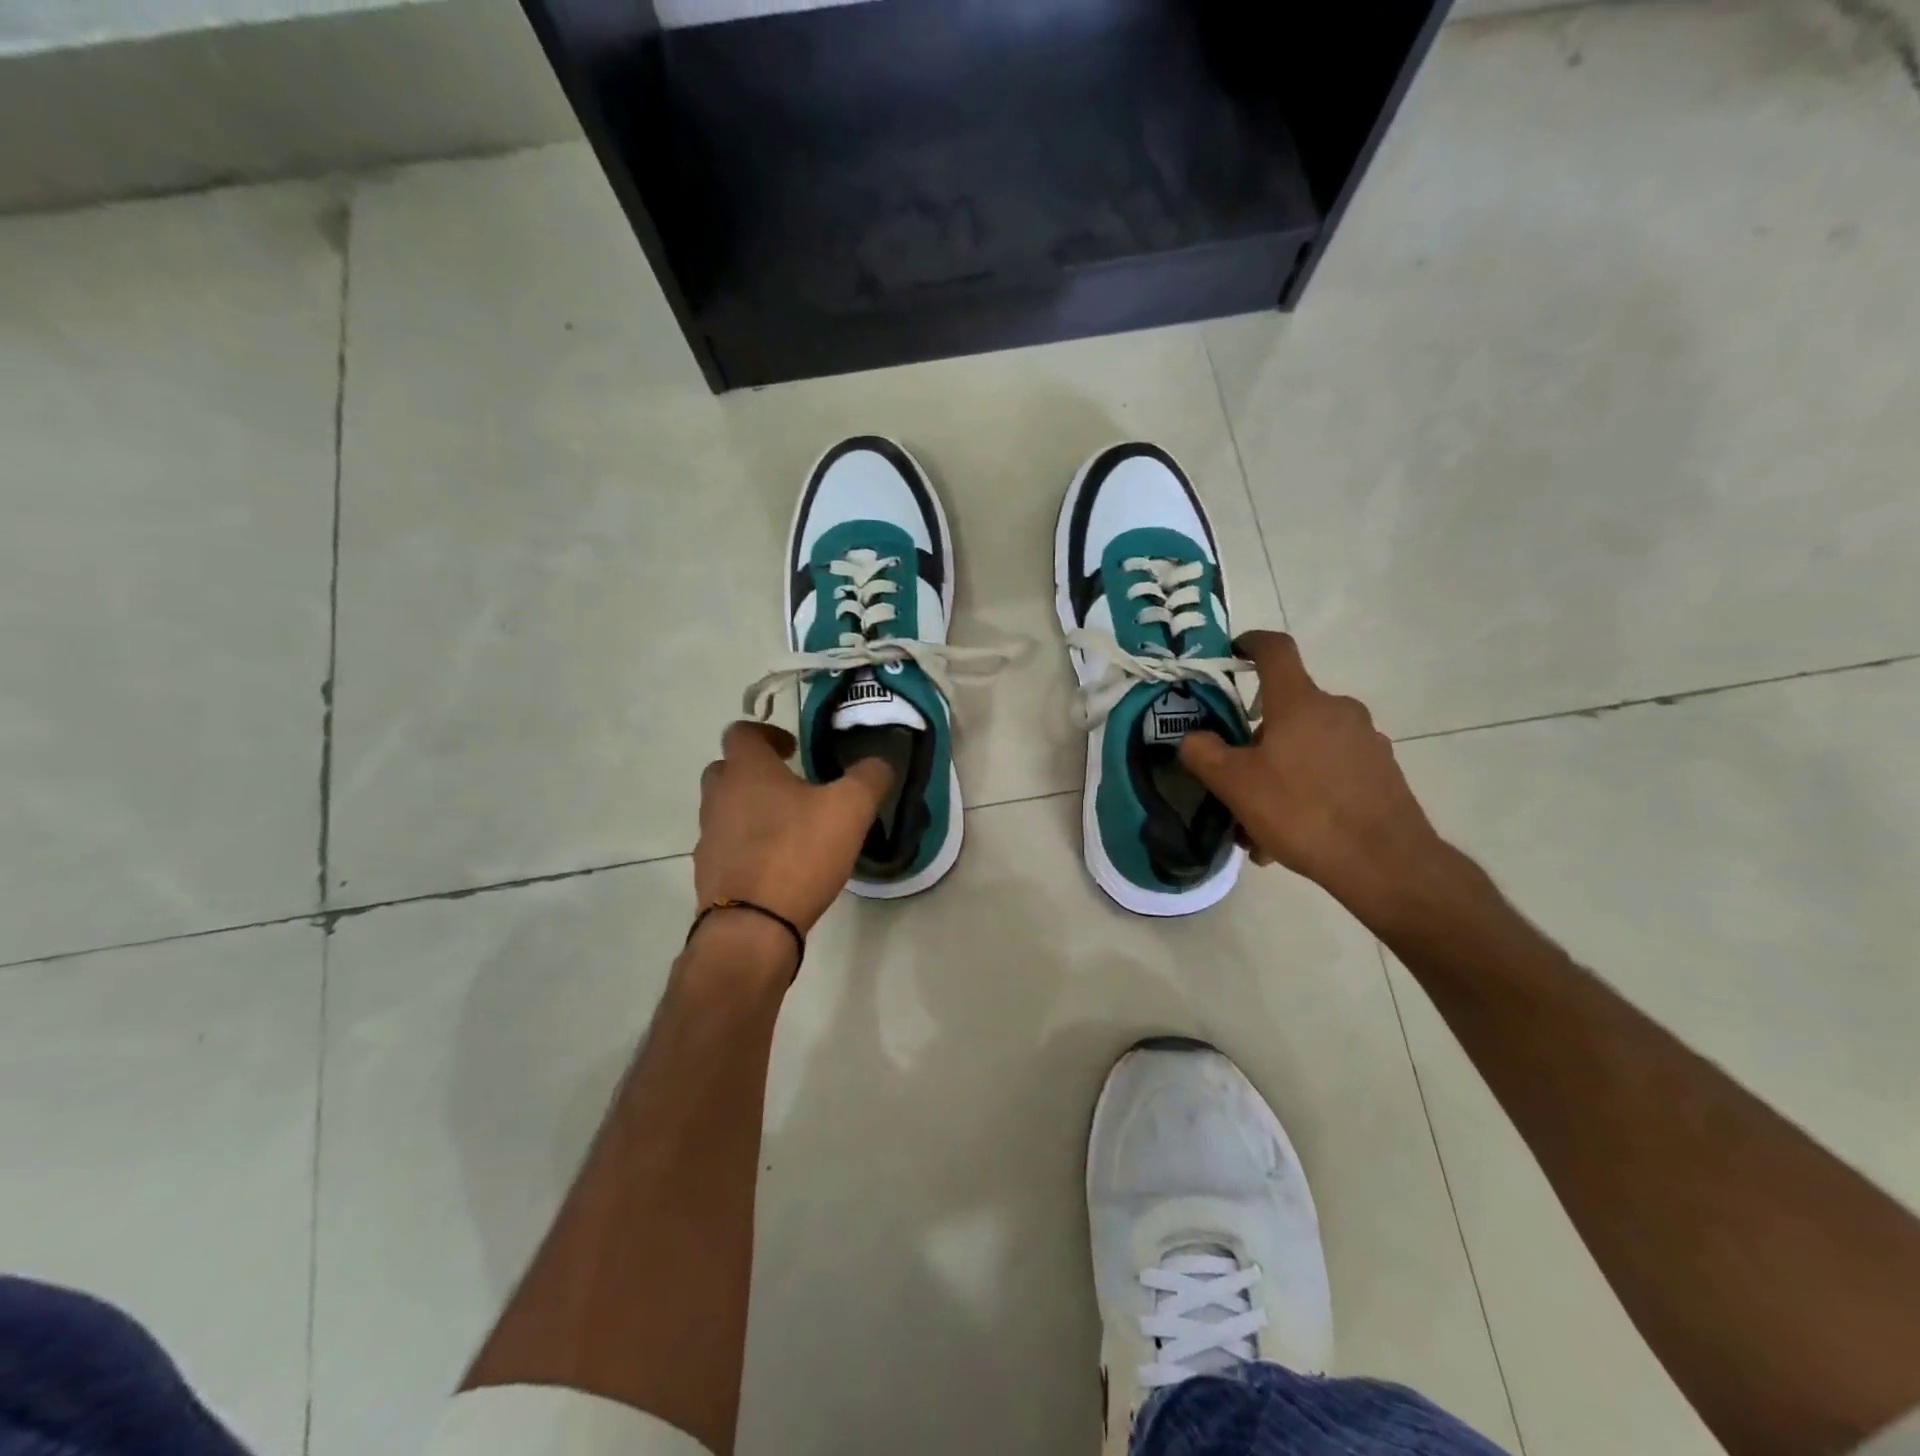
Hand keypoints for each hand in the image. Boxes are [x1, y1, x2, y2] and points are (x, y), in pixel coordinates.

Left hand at [694, 722, 891, 934]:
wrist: (752, 926)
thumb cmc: (798, 853)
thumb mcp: (850, 809)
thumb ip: (869, 777)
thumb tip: (879, 762)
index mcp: (747, 771)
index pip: (741, 732)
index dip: (767, 733)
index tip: (793, 748)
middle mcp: (719, 797)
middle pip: (727, 769)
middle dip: (757, 772)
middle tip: (792, 785)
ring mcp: (708, 837)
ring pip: (725, 809)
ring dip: (751, 809)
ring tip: (790, 827)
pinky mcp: (709, 873)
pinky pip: (727, 846)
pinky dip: (748, 846)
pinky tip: (778, 864)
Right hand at [1178, 631, 1446, 920]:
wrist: (1385, 863)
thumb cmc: (1302, 811)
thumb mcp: (1235, 785)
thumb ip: (1203, 753)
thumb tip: (1193, 738)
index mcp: (1300, 702)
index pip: (1275, 650)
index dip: (1250, 643)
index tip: (1233, 652)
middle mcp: (1337, 710)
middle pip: (1285, 710)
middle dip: (1255, 740)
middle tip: (1234, 779)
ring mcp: (1365, 740)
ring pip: (1305, 746)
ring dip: (1278, 773)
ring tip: (1260, 824)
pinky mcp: (1381, 771)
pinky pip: (1329, 770)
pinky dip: (1306, 790)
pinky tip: (1292, 834)